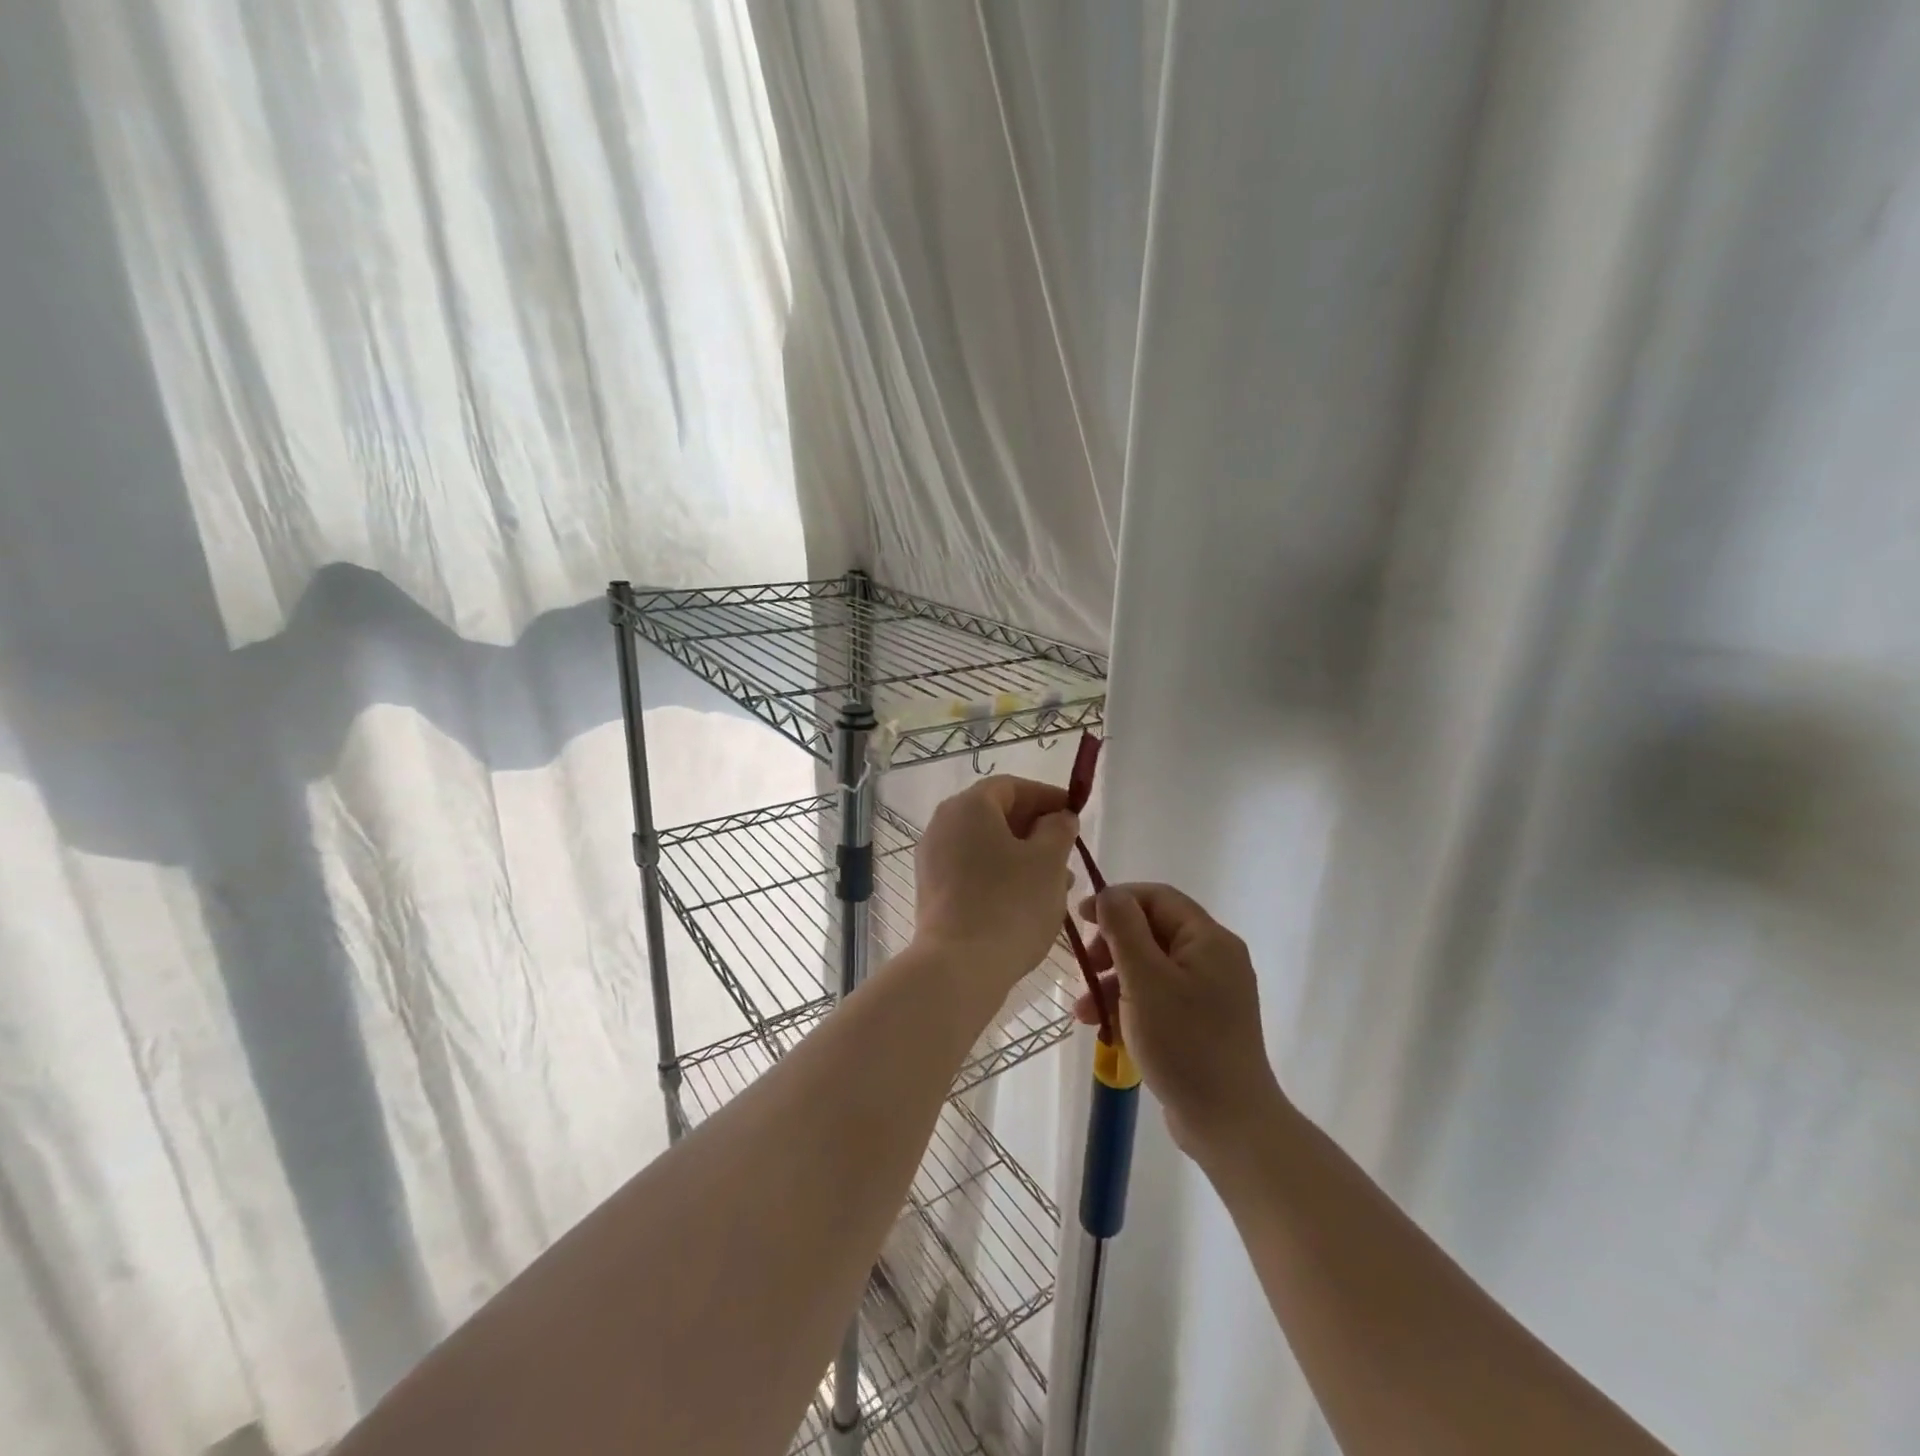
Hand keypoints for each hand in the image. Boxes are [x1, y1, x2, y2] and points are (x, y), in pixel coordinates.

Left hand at [912, 776, 1078, 996]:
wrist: (958, 967)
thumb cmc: (1010, 904)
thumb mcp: (1049, 861)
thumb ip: (1058, 829)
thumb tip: (1057, 818)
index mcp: (968, 806)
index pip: (1012, 786)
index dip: (1046, 797)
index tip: (1075, 814)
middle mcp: (943, 824)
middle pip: (996, 815)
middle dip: (1036, 830)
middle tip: (1068, 853)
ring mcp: (932, 859)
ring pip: (986, 846)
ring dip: (1022, 856)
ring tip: (1056, 884)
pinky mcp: (932, 891)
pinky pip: (972, 870)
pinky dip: (1000, 875)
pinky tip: (1026, 901)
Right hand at [1073, 884, 1284, 1162]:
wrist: (1230, 1124)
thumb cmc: (1185, 1043)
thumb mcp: (1145, 980)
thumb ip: (1124, 930)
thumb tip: (1109, 894)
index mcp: (1209, 940)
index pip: (1157, 898)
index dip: (1117, 900)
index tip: (1081, 918)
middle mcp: (1214, 959)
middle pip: (1152, 932)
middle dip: (1111, 947)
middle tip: (1084, 967)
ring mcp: (1209, 993)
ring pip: (1150, 967)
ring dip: (1112, 981)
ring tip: (1083, 1010)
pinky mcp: (1200, 1023)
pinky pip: (1158, 997)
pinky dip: (1129, 1004)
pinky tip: (1102, 1026)